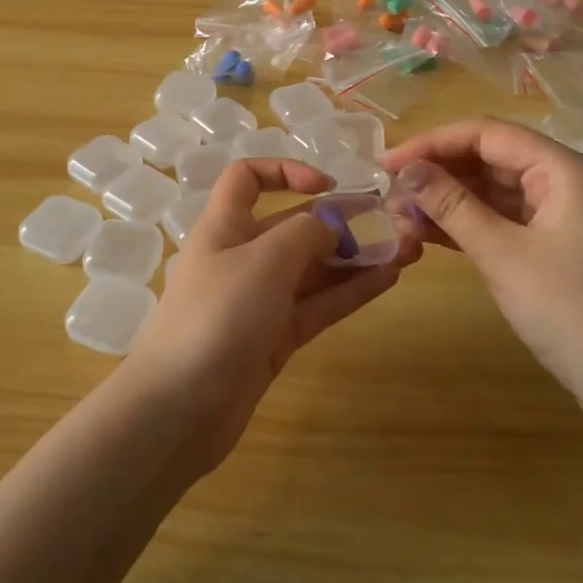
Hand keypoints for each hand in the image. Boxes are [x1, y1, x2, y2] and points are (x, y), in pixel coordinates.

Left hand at [124, 158, 415, 470]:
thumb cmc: (217, 316)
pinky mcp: (273, 340)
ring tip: (404, 250)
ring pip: (311, 269)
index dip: (286, 172)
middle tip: (392, 222)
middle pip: (291, 226)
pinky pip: (316, 305)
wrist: (178, 410)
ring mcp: (258, 301)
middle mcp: (240, 258)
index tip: (329, 185)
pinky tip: (388, 280)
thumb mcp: (263, 261)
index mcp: (224, 227)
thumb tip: (331, 224)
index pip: (247, 179)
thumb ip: (304, 233)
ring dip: (354, 257)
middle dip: (338, 220)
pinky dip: (349, 291)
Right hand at [381, 119, 582, 426]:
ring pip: (492, 191)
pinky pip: (502, 220)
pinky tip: (427, 234)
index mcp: (562, 170)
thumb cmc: (572, 311)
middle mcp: (563, 181)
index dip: (432, 143)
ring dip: (447, 200)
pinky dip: (466, 224)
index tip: (387, 165)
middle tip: (389, 194)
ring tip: (400, 216)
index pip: (486, 134)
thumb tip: (406, 170)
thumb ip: (451, 206)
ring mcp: (559, 215)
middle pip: (489, 158)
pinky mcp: (553, 245)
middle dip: (437, 173)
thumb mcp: (503, 255)